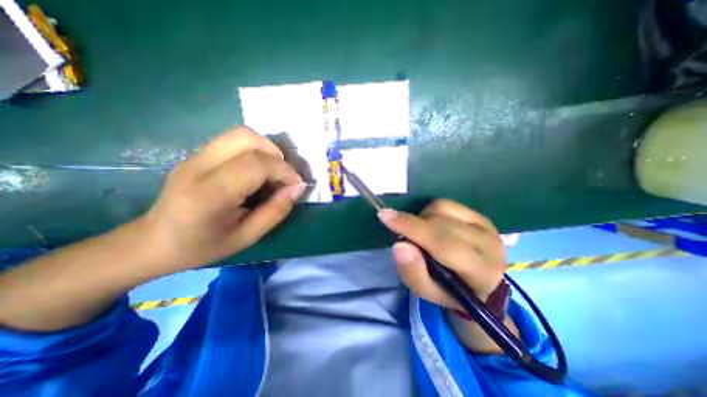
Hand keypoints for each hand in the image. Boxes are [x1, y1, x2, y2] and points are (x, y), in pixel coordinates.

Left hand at [140, 127, 303, 269]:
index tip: (296, 185)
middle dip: (275, 154)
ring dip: (265, 149)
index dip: (284, 171)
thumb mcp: (247, 237)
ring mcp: (195, 156)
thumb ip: (276, 211)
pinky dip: (254, 151)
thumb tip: (297, 188)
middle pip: (247, 138)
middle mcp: (200, 167)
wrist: (153, 241)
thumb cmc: (203, 246)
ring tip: (271, 172)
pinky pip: (233, 141)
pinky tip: (255, 171)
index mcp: (211, 194)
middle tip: (282, 176)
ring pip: (240, 134)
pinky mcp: (196, 154)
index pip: (256, 164)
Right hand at [378, 200, 504, 308]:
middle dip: (412, 223)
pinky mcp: (481, 216)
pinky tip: (432, 224)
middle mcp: (489, 245)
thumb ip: (412, 271)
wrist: (479, 286)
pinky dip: (431, 211)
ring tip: (421, 233)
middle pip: (440, 223)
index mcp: (480, 272)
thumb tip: (399, 245)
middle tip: (398, 229)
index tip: (384, 216)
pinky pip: (447, 204)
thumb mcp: (425, 291)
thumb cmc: (448, 291)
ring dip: (422, 218)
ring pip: (442, 208)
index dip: (411, 227)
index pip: (442, 243)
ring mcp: (486, 227)